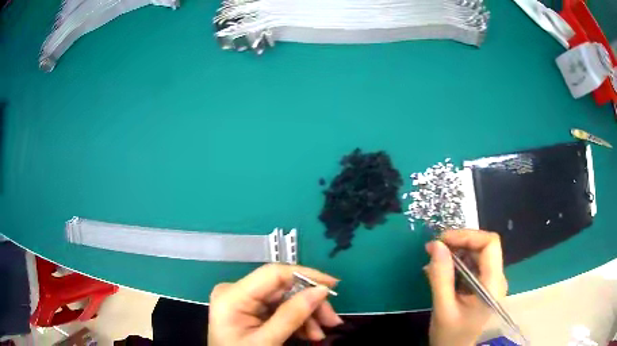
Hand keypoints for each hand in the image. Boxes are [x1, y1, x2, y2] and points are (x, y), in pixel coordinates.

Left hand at [208, 263, 342, 345]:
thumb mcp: (267, 341)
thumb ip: (292, 315)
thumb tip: (321, 290)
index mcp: (232, 295)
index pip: (273, 274)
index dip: (305, 275)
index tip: (333, 286)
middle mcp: (236, 291)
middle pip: (283, 289)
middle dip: (310, 304)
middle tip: (332, 321)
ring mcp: (243, 301)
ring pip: (285, 300)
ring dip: (307, 315)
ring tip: (319, 335)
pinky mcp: (250, 310)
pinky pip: (279, 309)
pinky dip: (297, 321)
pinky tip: (308, 334)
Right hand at [425, 230, 507, 345]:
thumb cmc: (452, 337)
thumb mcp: (443, 308)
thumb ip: (441, 277)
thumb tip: (436, 245)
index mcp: (493, 284)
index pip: (489, 244)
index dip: (467, 236)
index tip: (442, 240)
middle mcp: (497, 279)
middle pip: (483, 248)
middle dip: (459, 244)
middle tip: (434, 249)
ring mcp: (491, 284)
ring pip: (478, 256)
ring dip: (456, 254)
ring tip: (434, 261)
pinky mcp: (484, 288)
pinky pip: (473, 268)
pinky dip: (457, 265)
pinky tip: (441, 272)